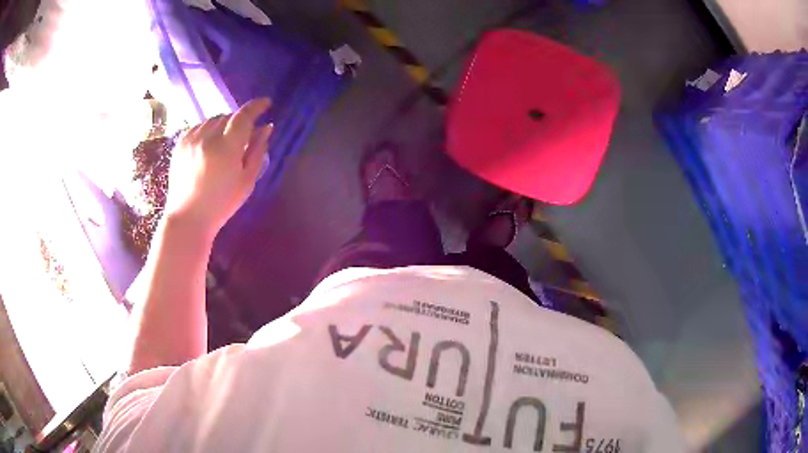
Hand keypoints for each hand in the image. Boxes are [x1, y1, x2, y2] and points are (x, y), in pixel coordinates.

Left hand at [164, 98, 272, 238]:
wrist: (187, 218)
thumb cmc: (221, 204)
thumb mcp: (246, 181)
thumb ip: (257, 151)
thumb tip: (266, 127)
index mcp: (226, 148)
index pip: (244, 116)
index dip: (256, 106)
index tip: (266, 103)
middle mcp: (207, 137)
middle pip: (229, 116)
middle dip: (239, 121)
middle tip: (244, 136)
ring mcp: (191, 139)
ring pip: (213, 119)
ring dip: (223, 125)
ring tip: (225, 142)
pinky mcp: (180, 142)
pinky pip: (199, 126)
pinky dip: (208, 130)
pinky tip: (209, 146)